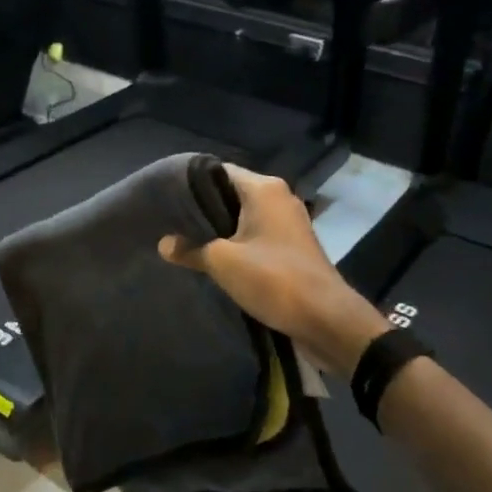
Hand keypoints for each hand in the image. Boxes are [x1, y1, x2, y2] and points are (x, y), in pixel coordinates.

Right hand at [158, 165, 389, 377]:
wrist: (327, 320)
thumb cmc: (274, 279)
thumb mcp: (222, 262)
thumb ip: (191, 249)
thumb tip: (164, 244)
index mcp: (264, 189)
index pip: (217, 171)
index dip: (190, 182)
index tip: (164, 196)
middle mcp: (278, 198)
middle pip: (230, 193)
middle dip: (202, 208)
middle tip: (170, 220)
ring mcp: (288, 223)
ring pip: (243, 216)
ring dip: (219, 228)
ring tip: (186, 240)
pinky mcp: (292, 246)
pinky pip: (256, 235)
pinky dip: (236, 243)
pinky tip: (214, 258)